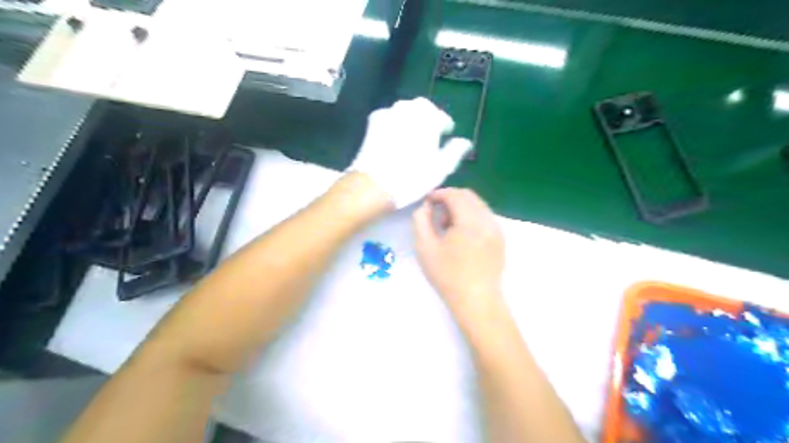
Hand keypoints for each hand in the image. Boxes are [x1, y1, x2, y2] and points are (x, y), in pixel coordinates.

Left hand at [348, 97, 470, 207]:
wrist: (375, 184)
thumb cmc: (413, 177)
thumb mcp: (441, 168)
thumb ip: (455, 151)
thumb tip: (464, 142)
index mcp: (429, 119)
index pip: (442, 118)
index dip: (445, 126)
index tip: (446, 135)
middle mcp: (410, 110)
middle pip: (423, 108)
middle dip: (428, 118)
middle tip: (429, 133)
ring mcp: (390, 113)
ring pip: (405, 109)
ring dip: (411, 117)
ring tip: (412, 133)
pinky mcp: (374, 122)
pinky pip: (388, 114)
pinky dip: (394, 120)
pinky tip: (394, 133)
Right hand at [413, 189, 504, 320]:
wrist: (477, 301)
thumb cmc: (448, 276)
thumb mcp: (425, 247)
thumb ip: (421, 220)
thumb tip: (426, 206)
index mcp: (470, 221)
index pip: (455, 195)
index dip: (439, 194)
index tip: (427, 202)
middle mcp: (488, 220)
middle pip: (469, 196)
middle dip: (450, 199)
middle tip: (436, 215)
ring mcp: (497, 229)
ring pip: (478, 205)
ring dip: (461, 208)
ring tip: (448, 228)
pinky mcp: (500, 238)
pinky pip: (485, 217)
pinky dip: (471, 217)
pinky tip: (462, 236)